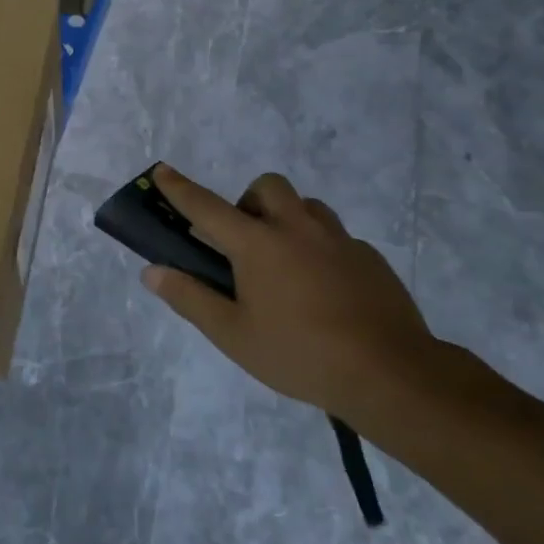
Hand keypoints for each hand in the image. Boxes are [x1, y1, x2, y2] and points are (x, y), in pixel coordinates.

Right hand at [140, 164, 437, 421]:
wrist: (391, 373)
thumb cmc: (300, 354)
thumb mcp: (233, 335)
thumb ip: (190, 298)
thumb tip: (152, 272)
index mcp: (258, 244)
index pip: (207, 207)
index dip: (180, 188)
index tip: (162, 170)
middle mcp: (297, 228)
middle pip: (267, 187)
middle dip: (248, 201)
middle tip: (243, 242)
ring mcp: (339, 240)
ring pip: (306, 206)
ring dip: (286, 218)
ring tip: (283, 262)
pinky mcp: (369, 258)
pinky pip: (335, 236)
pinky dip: (318, 247)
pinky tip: (322, 289)